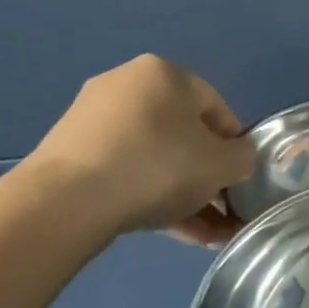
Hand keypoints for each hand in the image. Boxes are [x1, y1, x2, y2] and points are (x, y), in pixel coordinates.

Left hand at [20, 55, 255, 245]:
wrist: (65, 202)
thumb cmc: (158, 167)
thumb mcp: (222, 164)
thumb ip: (243, 158)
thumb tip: (238, 160)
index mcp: (165, 73)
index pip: (218, 109)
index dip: (236, 148)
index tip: (241, 182)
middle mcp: (128, 85)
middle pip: (184, 135)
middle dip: (207, 177)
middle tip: (222, 212)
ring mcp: (94, 119)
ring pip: (156, 157)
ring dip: (184, 193)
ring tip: (203, 234)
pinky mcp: (71, 153)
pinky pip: (126, 170)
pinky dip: (150, 195)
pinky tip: (172, 232)